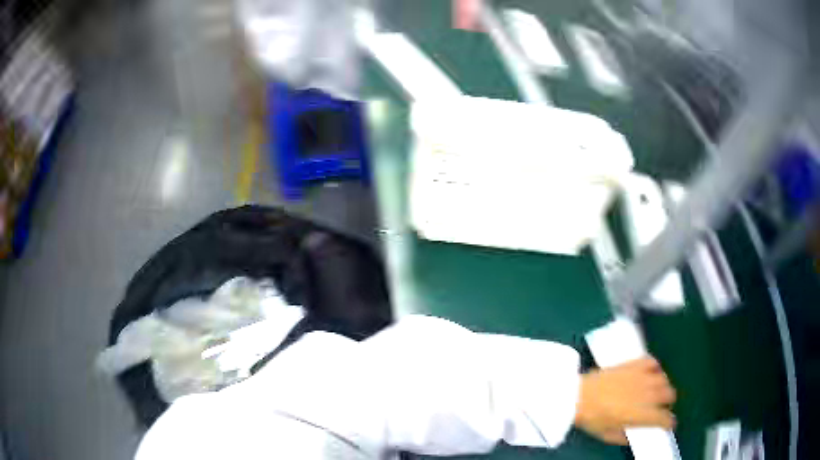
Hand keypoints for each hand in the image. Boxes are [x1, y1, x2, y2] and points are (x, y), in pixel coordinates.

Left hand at [574, 357, 676, 444]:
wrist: (578, 396)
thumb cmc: (592, 418)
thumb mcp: (608, 435)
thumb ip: (625, 436)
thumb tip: (633, 436)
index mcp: (642, 414)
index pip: (664, 418)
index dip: (668, 422)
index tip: (667, 424)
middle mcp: (647, 394)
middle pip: (669, 394)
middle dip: (667, 402)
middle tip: (660, 406)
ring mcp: (641, 376)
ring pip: (664, 378)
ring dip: (662, 386)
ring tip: (655, 391)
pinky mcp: (634, 364)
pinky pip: (652, 362)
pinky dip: (654, 367)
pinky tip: (649, 373)